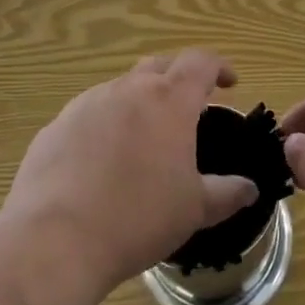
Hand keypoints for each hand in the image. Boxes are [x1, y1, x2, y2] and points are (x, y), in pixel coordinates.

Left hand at [4, 49, 258, 292]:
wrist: (54, 241)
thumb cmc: (138, 218)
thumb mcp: (194, 210)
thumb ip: (227, 193)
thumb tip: (250, 188)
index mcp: (169, 100)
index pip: (200, 63)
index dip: (218, 67)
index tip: (229, 83)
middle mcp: (128, 89)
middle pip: (160, 66)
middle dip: (178, 79)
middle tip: (188, 108)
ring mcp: (87, 104)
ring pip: (122, 89)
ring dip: (139, 102)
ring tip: (144, 138)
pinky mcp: (56, 126)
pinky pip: (89, 114)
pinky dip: (105, 126)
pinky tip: (101, 163)